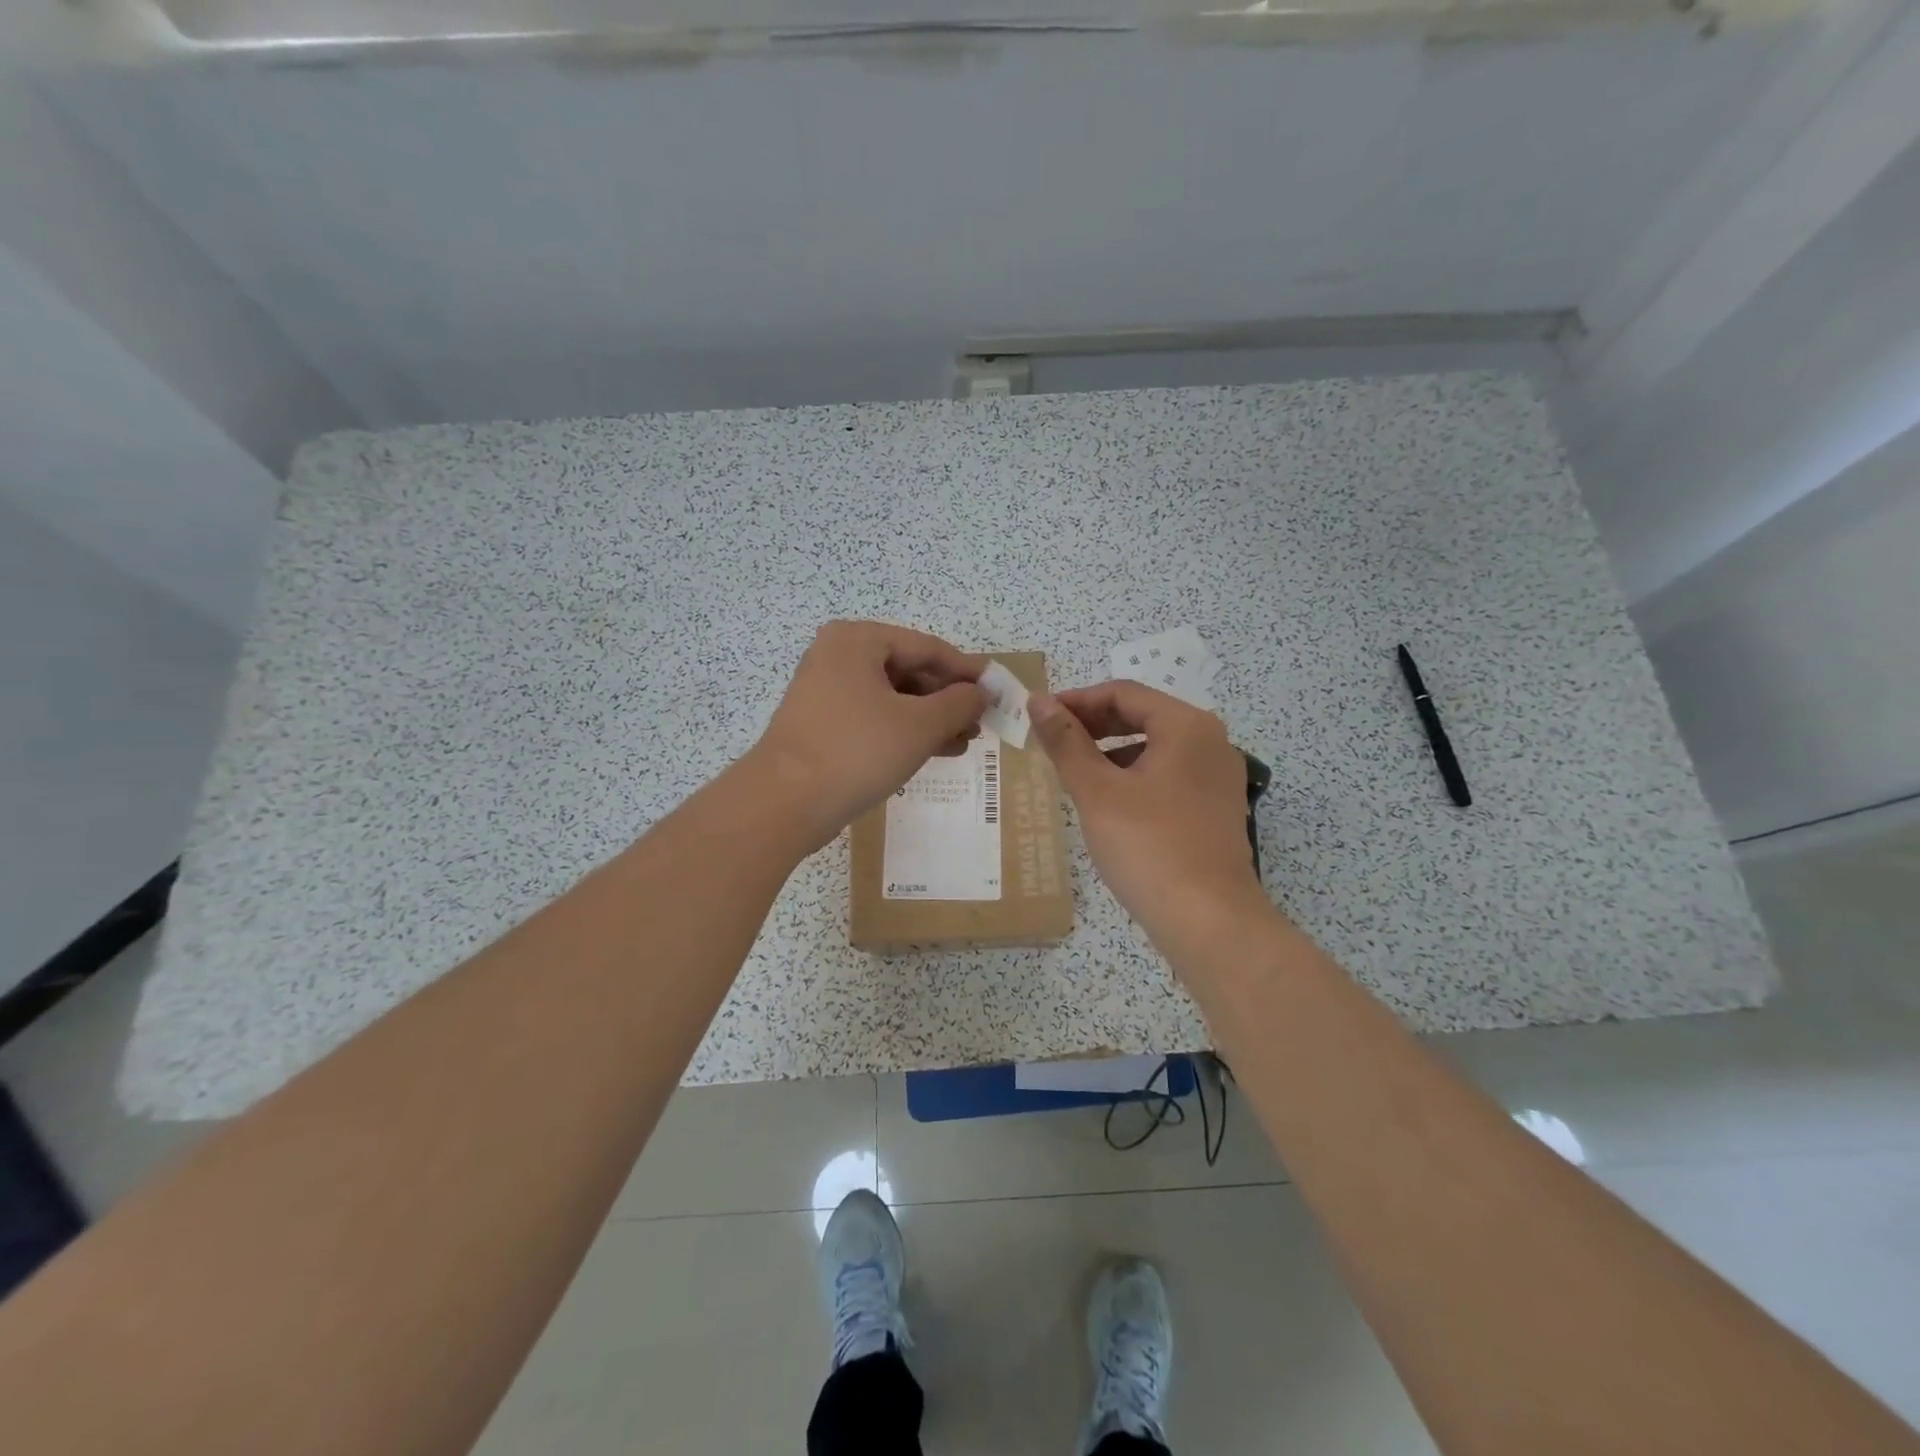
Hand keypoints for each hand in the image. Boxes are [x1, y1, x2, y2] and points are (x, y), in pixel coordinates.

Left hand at [747, 621, 987, 852]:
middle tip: (981, 723)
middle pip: (909, 671)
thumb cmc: (856, 751)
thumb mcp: (919, 726)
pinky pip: (874, 718)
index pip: (927, 647)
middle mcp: (838, 656)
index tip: (997, 692)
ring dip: (931, 719)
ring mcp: (826, 691)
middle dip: (948, 699)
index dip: (967, 671)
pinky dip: (905, 731)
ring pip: (893, 698)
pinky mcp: (822, 724)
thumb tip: (982, 692)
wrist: (784, 803)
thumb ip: (959, 703)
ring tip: (964, 742)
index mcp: (858, 641)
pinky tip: (935, 751)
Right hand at [1030, 680, 1268, 949]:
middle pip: (1143, 715)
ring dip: (1112, 751)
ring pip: (1155, 747)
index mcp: (1187, 726)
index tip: (1039, 715)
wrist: (1208, 921)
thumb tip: (1038, 702)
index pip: (1124, 693)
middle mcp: (1211, 741)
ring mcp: (1218, 777)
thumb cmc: (1148, 846)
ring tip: (1073, 771)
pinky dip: (1134, 776)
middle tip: (1051, 740)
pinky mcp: (1216, 808)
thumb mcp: (1097, 791)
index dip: (1077, 700)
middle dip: (1094, 724)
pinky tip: (1107, 801)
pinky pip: (1168, 775)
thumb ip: (1066, 742)